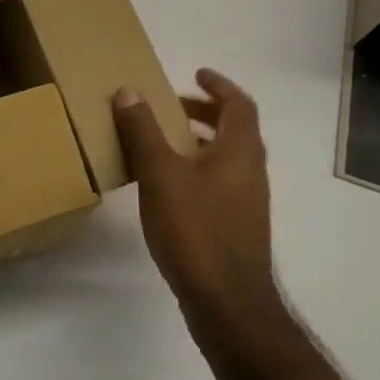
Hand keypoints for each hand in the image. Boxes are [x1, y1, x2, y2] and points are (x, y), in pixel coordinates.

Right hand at [113, 69, 285, 341]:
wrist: (228, 305)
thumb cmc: (196, 230)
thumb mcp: (161, 174)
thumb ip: (143, 131)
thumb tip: (129, 91)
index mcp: (240, 151)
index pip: (239, 104)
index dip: (219, 85)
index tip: (195, 74)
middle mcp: (250, 171)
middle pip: (234, 129)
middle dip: (203, 113)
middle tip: (171, 106)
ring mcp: (246, 203)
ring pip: (226, 158)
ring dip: (198, 142)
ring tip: (161, 143)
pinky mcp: (236, 228)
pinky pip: (219, 183)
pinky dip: (197, 170)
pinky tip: (167, 187)